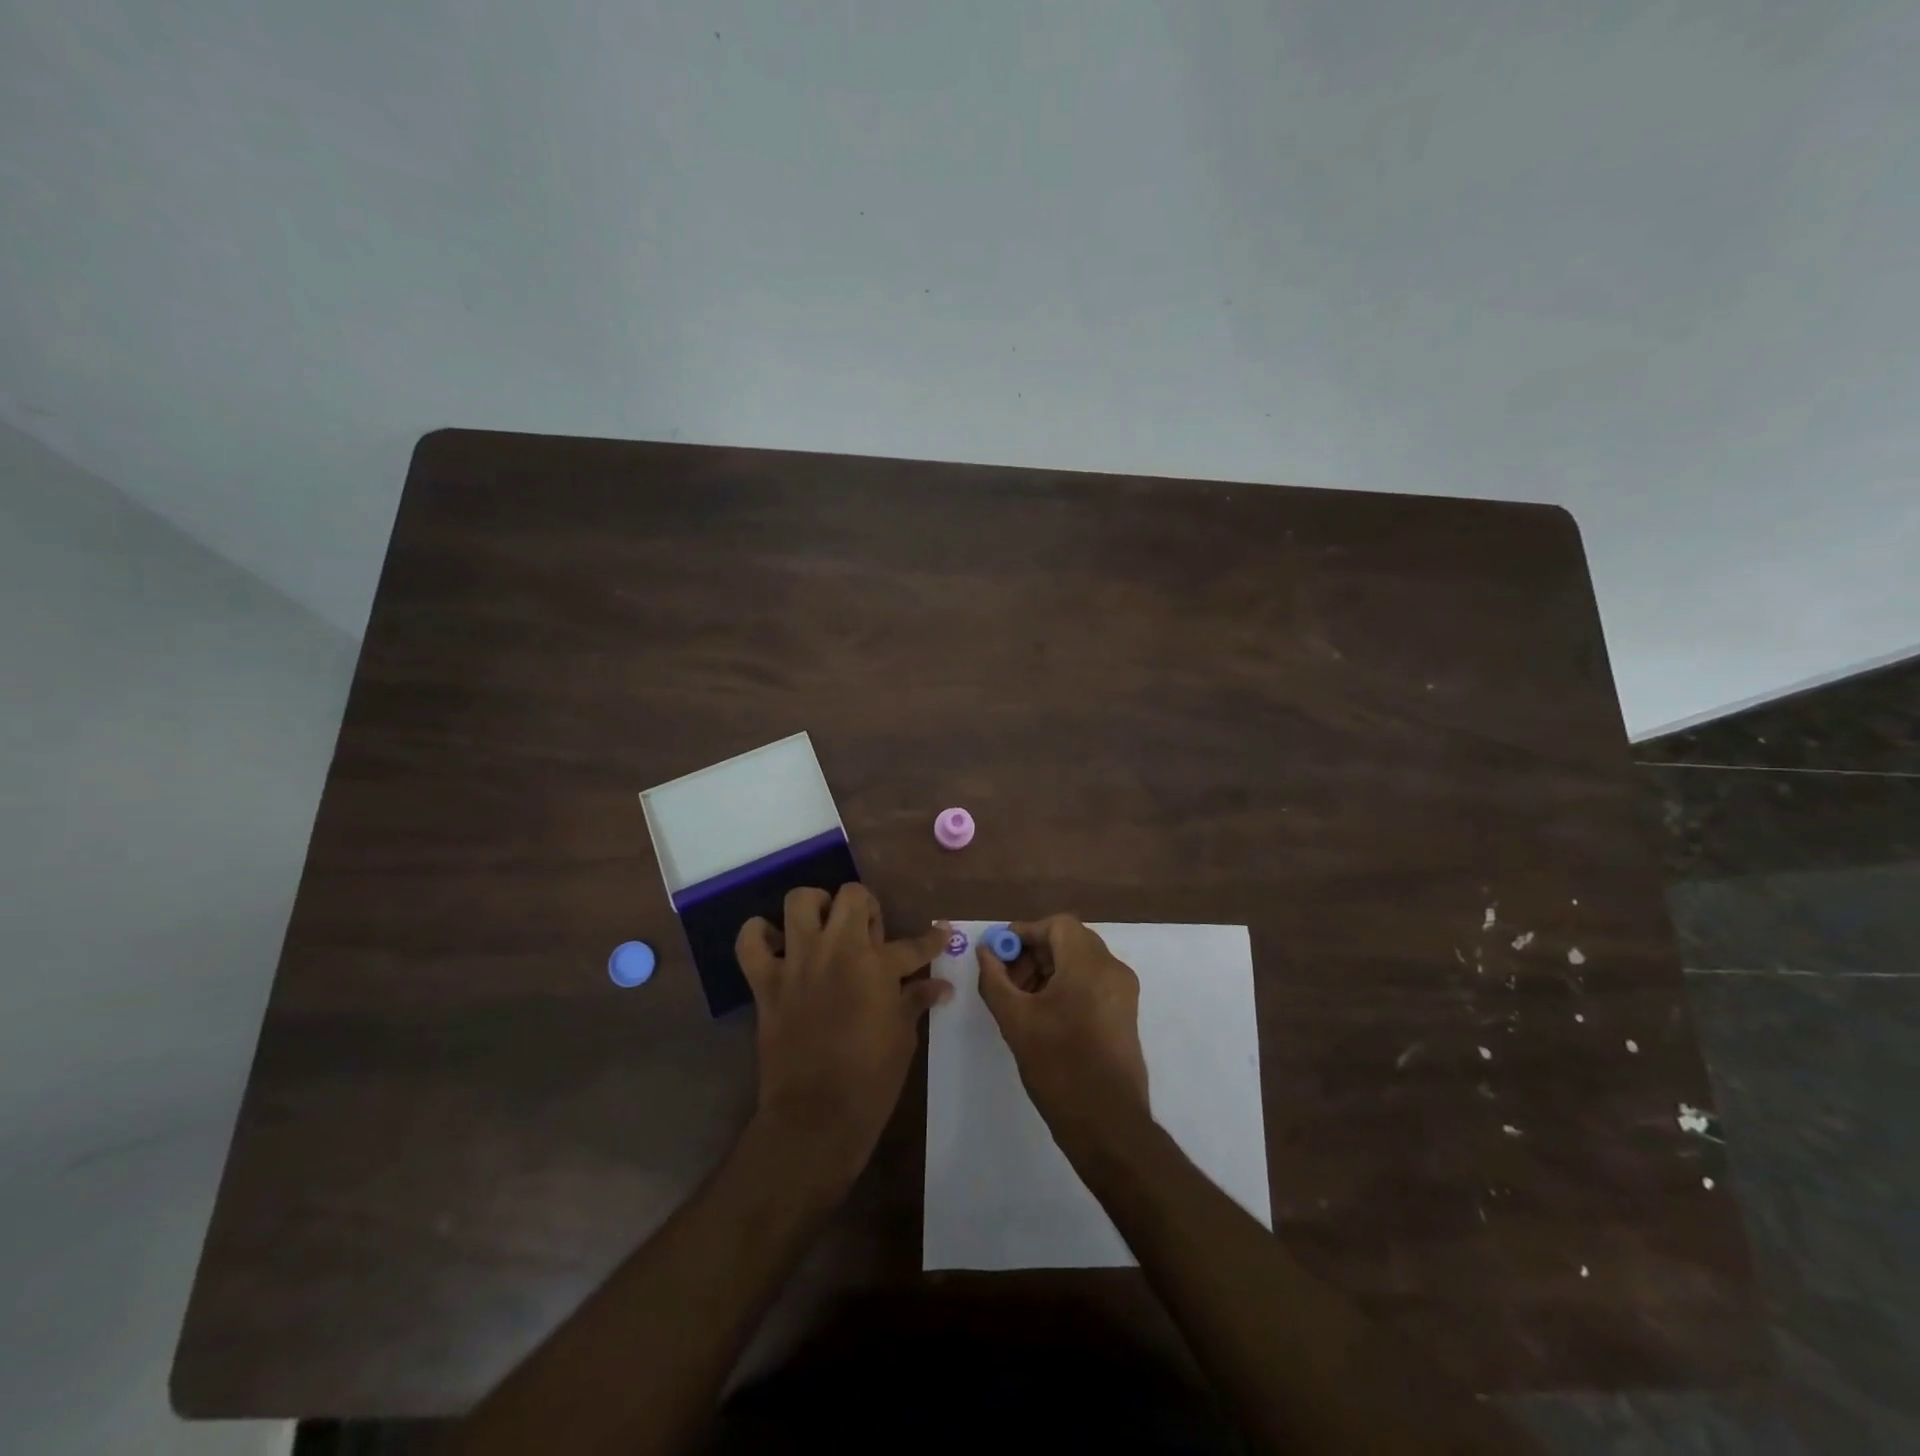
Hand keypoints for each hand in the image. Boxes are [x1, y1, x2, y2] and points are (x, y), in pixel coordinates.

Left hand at [735, 885, 951, 1189]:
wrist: (815, 1117)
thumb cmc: (870, 1080)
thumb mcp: (903, 1037)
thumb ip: (916, 1000)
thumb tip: (940, 986)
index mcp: (876, 966)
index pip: (913, 944)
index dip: (932, 939)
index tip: (940, 933)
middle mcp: (837, 951)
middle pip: (852, 896)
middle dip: (866, 906)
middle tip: (869, 933)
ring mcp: (797, 963)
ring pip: (800, 901)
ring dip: (815, 906)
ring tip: (824, 927)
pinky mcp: (766, 982)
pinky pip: (750, 941)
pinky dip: (759, 934)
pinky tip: (776, 943)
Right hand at [976, 915, 1150, 1151]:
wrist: (1107, 1123)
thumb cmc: (1058, 1065)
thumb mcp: (1015, 1019)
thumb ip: (995, 978)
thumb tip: (985, 951)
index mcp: (1090, 964)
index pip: (1057, 925)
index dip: (1025, 933)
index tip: (999, 953)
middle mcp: (1113, 969)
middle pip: (1069, 941)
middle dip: (1034, 953)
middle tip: (1006, 978)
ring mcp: (1123, 992)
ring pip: (1080, 961)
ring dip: (1048, 969)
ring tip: (1020, 998)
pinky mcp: (1125, 1013)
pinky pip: (1092, 981)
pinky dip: (1066, 985)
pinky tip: (1042, 1013)